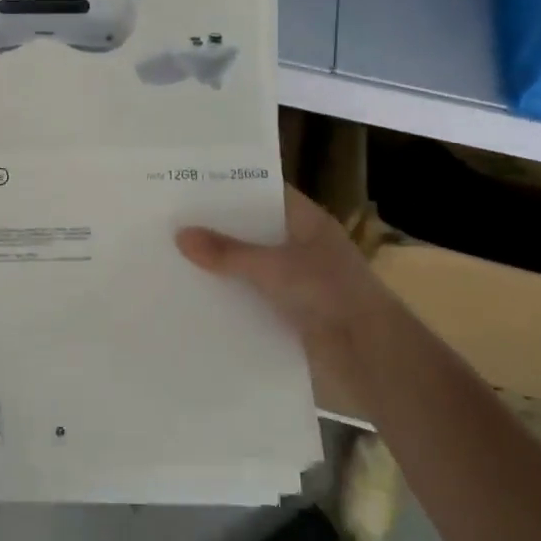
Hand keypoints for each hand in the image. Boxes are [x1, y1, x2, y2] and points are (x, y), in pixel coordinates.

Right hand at [176, 185, 384, 346]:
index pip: (265, 193)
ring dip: (223, 264)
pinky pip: (254, 295)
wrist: (369, 354)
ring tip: (174, 256)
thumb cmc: (327, 294)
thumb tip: (180, 234)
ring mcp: (299, 278)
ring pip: (252, 264)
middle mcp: (303, 245)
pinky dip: (232, 294)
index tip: (190, 186)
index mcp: (307, 221)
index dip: (231, 188)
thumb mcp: (272, 268)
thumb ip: (226, 252)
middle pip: (254, 229)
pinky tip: (197, 294)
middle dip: (218, 228)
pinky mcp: (292, 310)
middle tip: (171, 220)